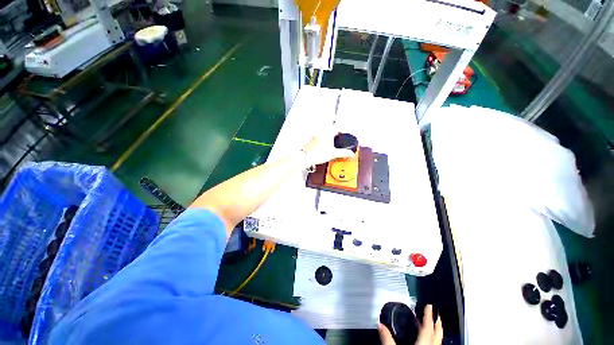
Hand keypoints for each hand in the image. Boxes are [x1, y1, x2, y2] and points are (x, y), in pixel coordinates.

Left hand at [301, 128, 354, 166]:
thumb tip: (350, 153)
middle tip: (342, 136)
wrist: (306, 157)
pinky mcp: (312, 140)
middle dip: (338, 132)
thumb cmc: (317, 154)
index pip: (339, 127)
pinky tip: (326, 145)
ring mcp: (316, 135)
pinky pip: (321, 136)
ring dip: (331, 135)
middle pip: (332, 128)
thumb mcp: (333, 154)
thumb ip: (343, 153)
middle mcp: (321, 131)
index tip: (347, 132)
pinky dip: (325, 139)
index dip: (345, 129)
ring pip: (326, 132)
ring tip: (334, 141)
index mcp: (328, 132)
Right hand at [377, 305, 442, 344]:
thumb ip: (387, 339)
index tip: (429, 306)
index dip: (428, 316)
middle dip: (437, 324)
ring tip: (435, 325)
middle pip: (437, 336)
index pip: (427, 328)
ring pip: (438, 342)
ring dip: (437, 333)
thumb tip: (380, 324)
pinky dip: (435, 341)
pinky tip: (431, 341)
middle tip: (436, 314)